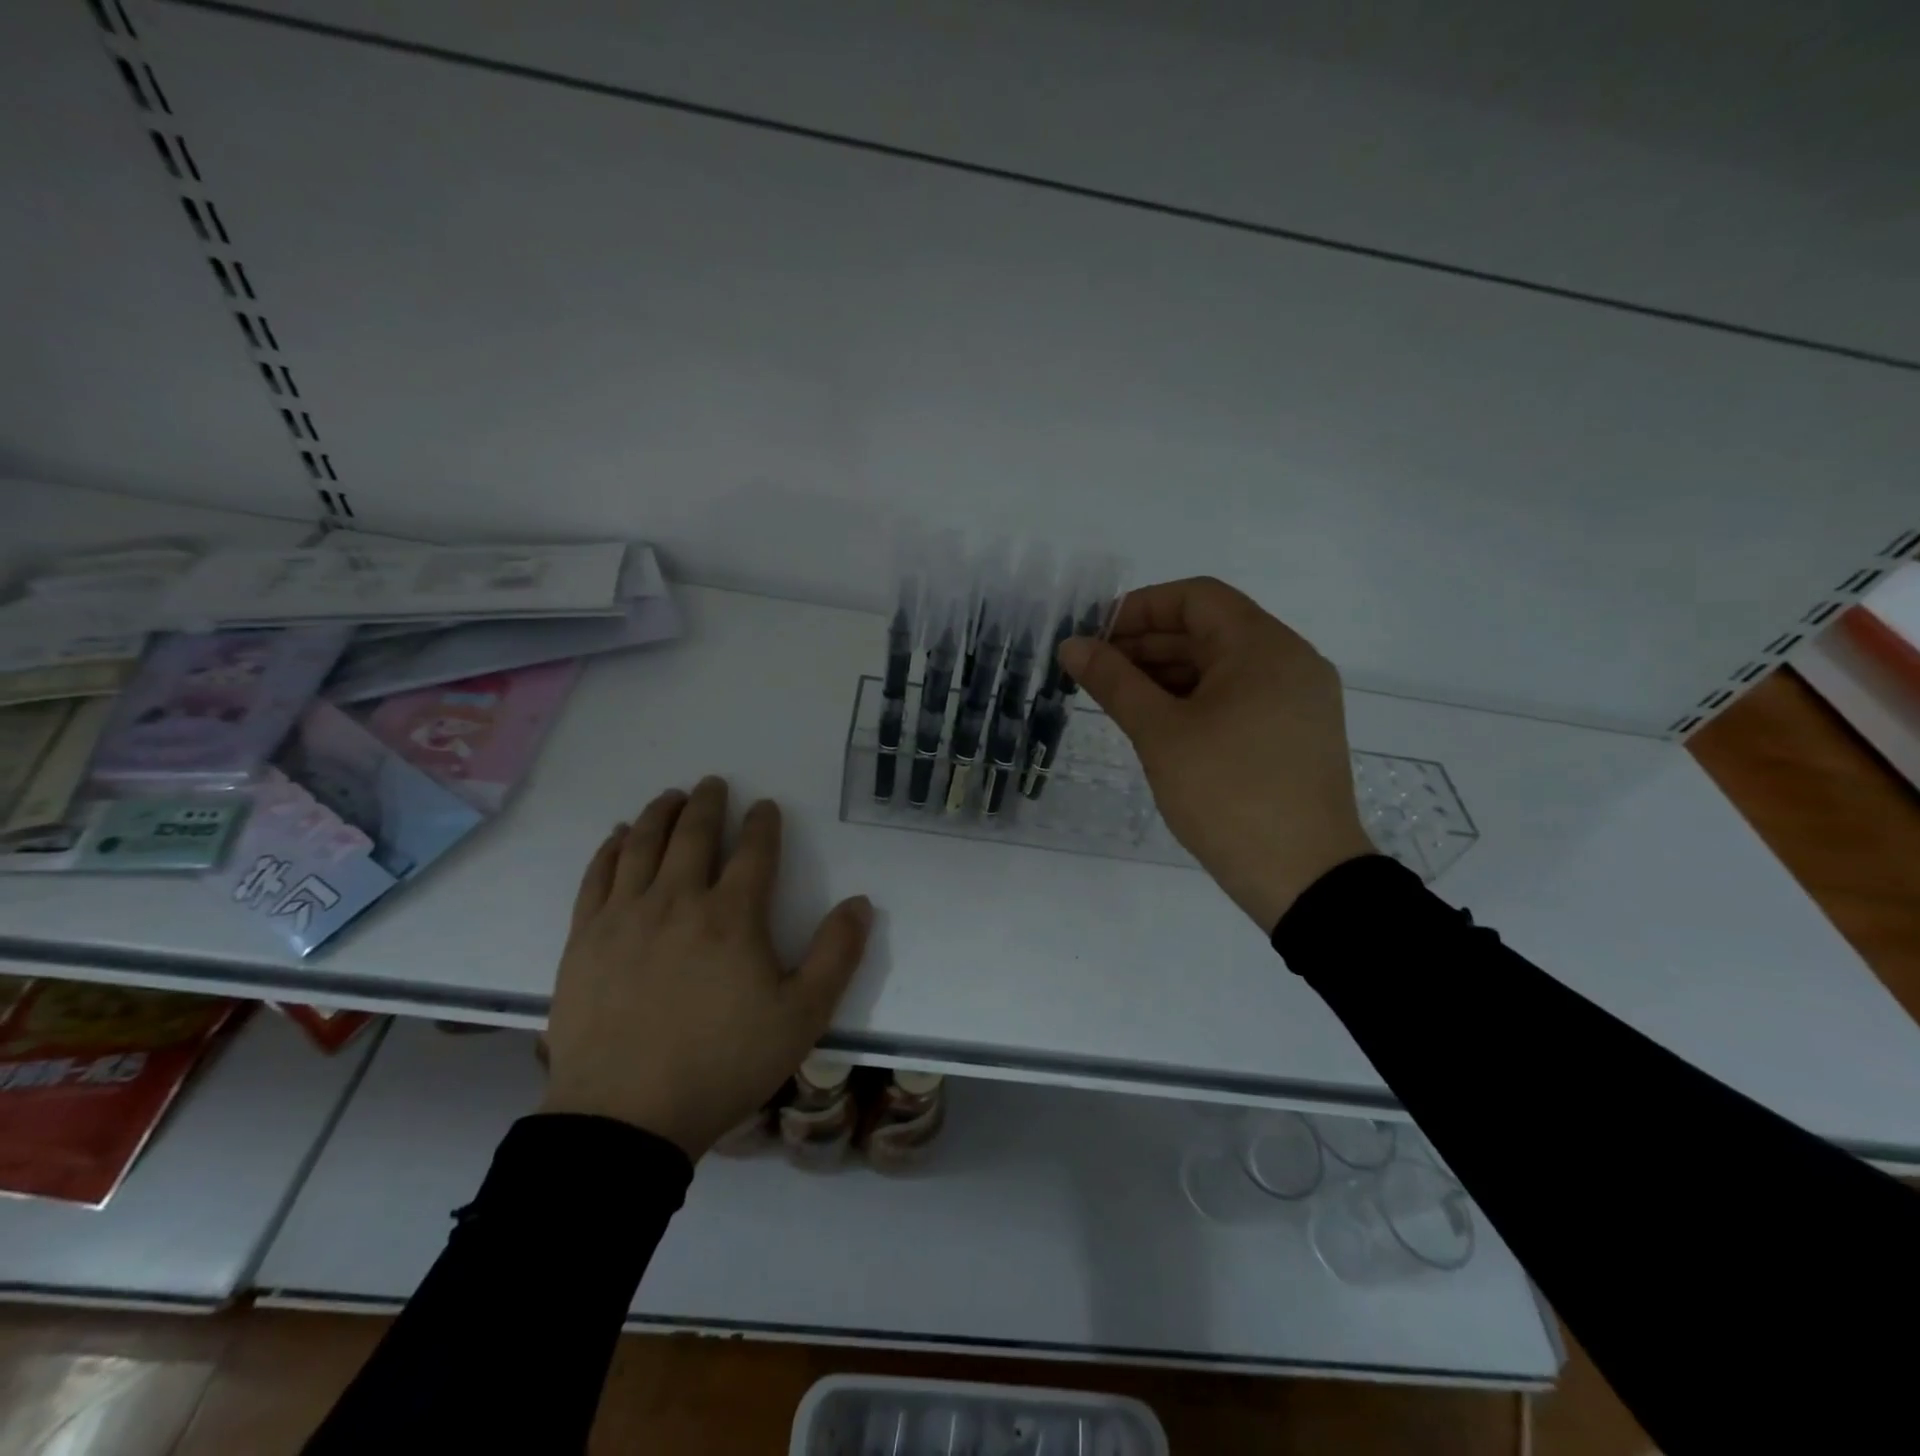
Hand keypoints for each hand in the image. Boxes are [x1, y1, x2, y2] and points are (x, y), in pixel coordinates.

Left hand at [540, 776, 873, 1157]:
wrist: (626, 1118)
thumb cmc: (723, 1065)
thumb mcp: (802, 1017)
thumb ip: (837, 956)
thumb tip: (860, 903)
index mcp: (732, 917)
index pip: (754, 851)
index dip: (762, 823)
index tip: (765, 807)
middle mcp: (677, 901)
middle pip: (693, 834)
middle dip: (707, 804)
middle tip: (713, 783)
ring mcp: (624, 917)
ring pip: (643, 845)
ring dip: (660, 814)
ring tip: (670, 796)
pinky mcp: (584, 939)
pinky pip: (597, 877)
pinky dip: (612, 848)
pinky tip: (620, 836)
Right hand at [1059, 577, 1373, 931]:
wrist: (1305, 878)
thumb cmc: (1228, 794)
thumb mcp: (1161, 734)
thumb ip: (1114, 682)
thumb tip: (1071, 645)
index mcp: (1263, 646)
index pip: (1195, 598)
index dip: (1139, 609)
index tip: (1095, 637)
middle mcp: (1290, 660)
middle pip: (1209, 631)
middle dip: (1147, 645)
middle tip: (1095, 673)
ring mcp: (1299, 699)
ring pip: (1223, 667)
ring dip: (1168, 675)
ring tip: (1118, 700)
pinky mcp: (1297, 734)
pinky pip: (1239, 697)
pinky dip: (1196, 701)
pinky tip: (1159, 725)